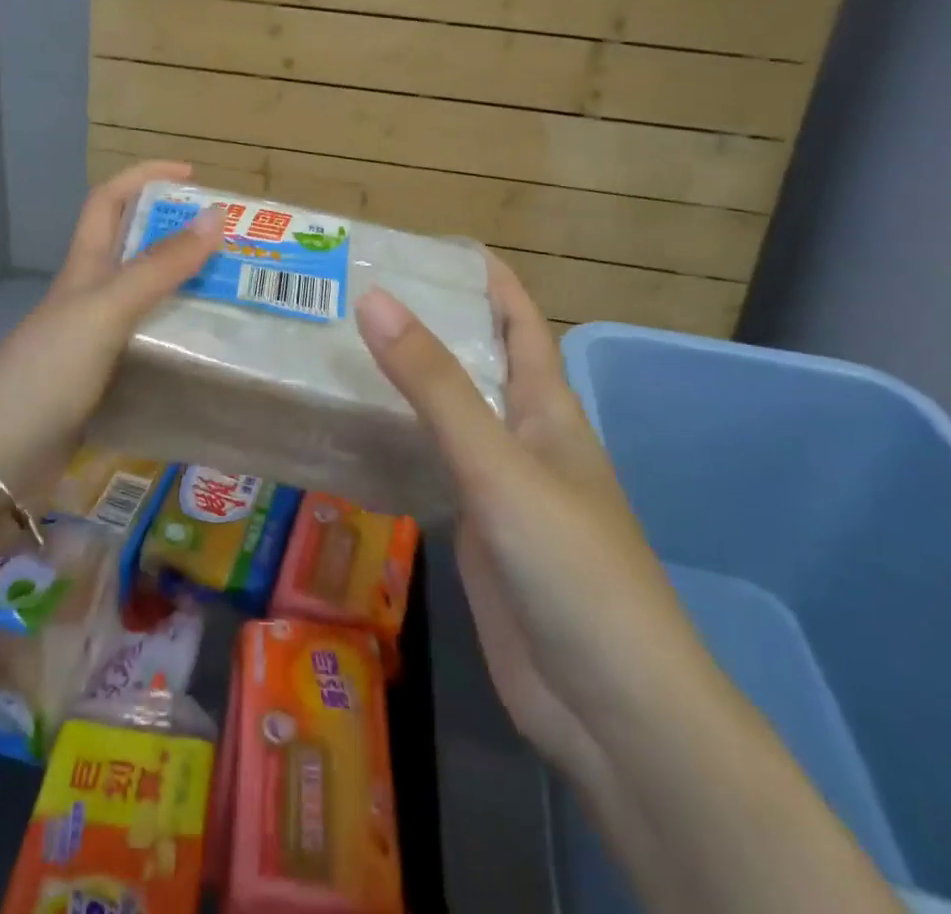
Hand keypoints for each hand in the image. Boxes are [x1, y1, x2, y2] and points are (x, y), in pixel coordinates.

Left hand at [0, 162, 223, 503]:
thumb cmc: (43, 374)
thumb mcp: (104, 311)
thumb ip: (158, 268)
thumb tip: (216, 216)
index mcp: (83, 270)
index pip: (110, 201)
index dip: (146, 178)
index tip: (195, 177)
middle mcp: (89, 301)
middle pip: (136, 252)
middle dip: (181, 237)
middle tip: (237, 247)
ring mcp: (94, 347)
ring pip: (148, 305)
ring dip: (188, 294)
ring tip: (240, 300)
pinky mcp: (104, 389)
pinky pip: (151, 354)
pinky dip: (181, 347)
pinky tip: (213, 360)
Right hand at [358, 261, 905, 913]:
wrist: (607, 705)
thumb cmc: (570, 564)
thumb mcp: (498, 463)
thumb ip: (435, 386)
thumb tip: (375, 301)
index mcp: (547, 407)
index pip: (520, 320)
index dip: (488, 278)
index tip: (433, 245)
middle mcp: (523, 436)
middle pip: (477, 362)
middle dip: (431, 323)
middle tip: (359, 293)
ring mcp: (499, 486)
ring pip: (449, 414)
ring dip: (407, 381)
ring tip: (343, 347)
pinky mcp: (475, 530)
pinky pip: (431, 466)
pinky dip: (398, 440)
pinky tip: (355, 431)